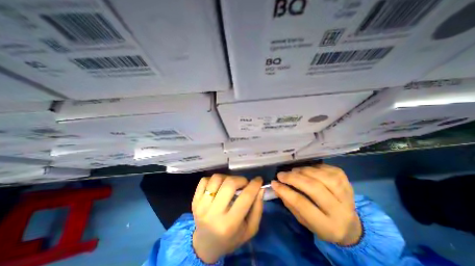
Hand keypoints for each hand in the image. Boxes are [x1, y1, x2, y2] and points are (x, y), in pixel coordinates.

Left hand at [190, 175, 263, 262]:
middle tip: (244, 184)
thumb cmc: (231, 238)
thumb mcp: (250, 229)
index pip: (245, 197)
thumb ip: (257, 209)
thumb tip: (260, 189)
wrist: (206, 245)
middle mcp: (213, 214)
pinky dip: (214, 179)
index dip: (254, 185)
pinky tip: (218, 186)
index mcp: (229, 224)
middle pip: (229, 184)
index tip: (258, 180)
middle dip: (241, 180)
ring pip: (216, 178)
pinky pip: (204, 180)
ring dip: (227, 178)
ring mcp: (201, 206)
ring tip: (230, 185)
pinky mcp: (194, 200)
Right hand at [273, 165, 362, 245]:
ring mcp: (347, 195)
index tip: (274, 183)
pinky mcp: (348, 183)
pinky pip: (330, 170)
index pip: (302, 204)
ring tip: (294, 171)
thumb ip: (290, 203)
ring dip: (304, 171)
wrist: (349, 225)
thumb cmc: (321, 224)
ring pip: (323, 177)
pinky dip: (315, 167)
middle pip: (314, 188)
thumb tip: (277, 187)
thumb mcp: (303, 220)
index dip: (285, 191)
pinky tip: (308, 169)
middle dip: (294, 178)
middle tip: (281, 174)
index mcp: (327, 225)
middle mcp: (340, 211)